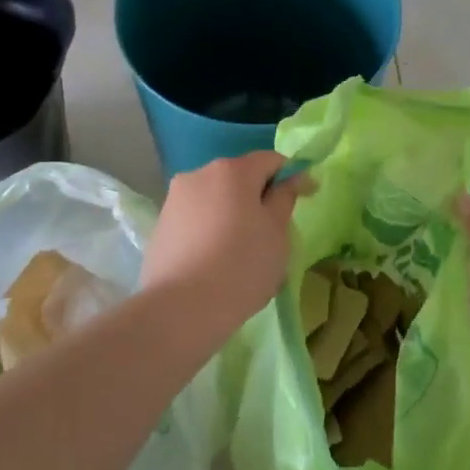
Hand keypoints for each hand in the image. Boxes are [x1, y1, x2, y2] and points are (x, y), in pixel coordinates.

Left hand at [142, 152, 309, 332]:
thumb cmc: (241, 266)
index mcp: (232, 170)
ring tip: (244, 249)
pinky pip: (197, 219)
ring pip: (216, 198)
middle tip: (276, 230)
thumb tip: (291, 179)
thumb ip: (285, 198)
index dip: (293, 175)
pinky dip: (212, 229)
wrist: (180, 309)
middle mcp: (199, 174)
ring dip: (233, 213)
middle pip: (240, 177)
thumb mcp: (277, 232)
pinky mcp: (161, 225)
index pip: (271, 160)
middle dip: (259, 196)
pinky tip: (217, 260)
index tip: (308, 197)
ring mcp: (175, 199)